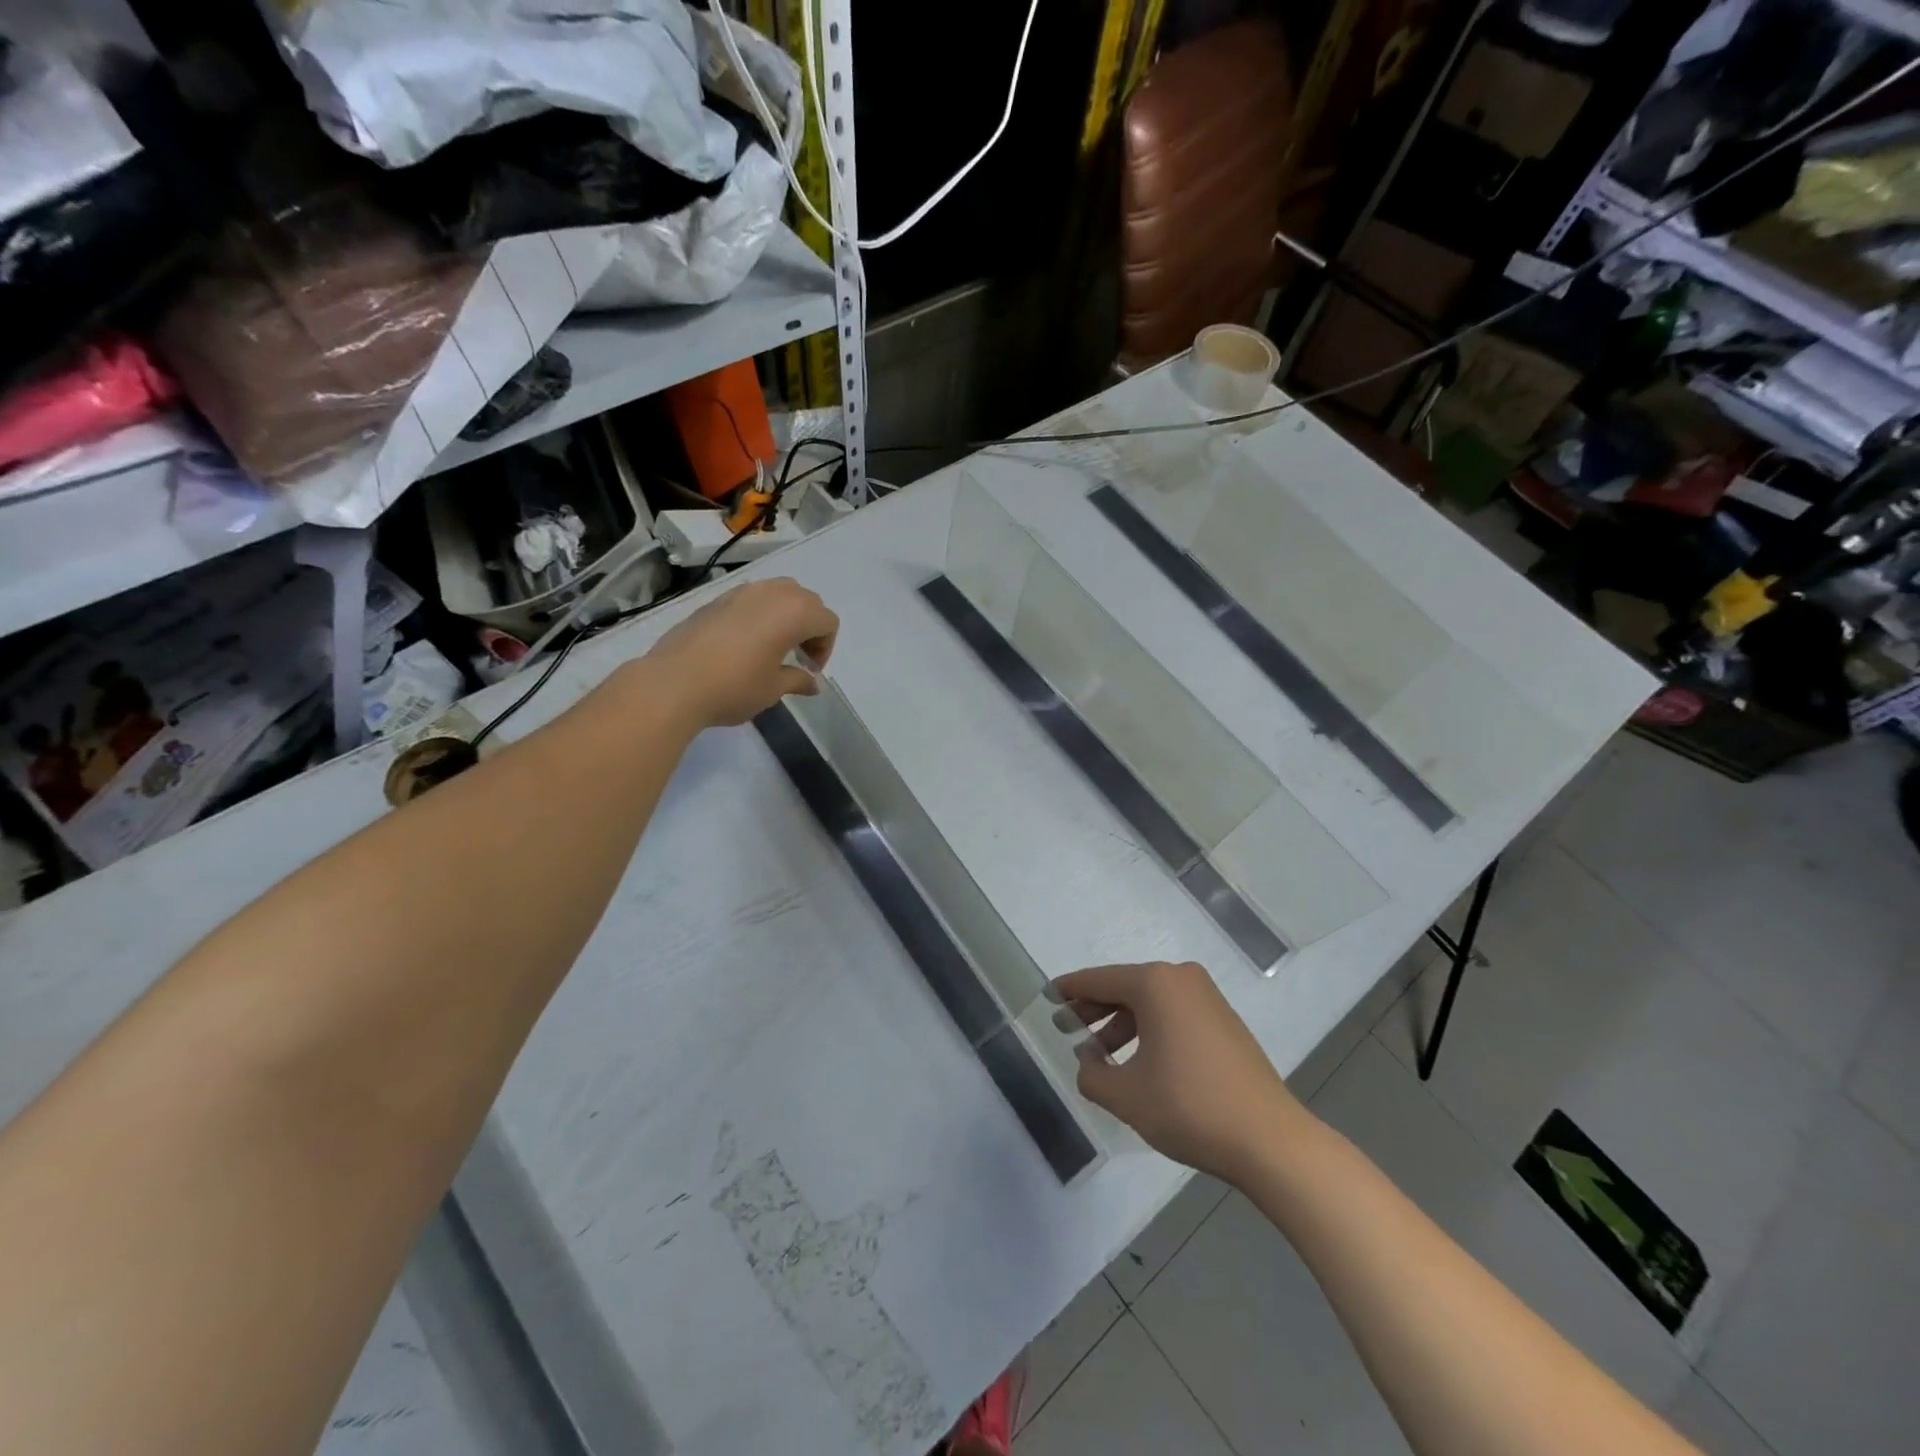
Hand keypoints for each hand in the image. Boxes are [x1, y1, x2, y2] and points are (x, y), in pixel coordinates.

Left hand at [645, 578, 838, 726]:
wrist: (674, 682)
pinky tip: (743, 644)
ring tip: (772, 646)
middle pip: (806, 600)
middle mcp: (771, 593)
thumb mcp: (774, 688)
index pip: (827, 621)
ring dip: (785, 615)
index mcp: (794, 612)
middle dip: (809, 627)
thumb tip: (812, 683)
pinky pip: (751, 598)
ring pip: (778, 593)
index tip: (809, 670)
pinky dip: (759, 614)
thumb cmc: (735, 686)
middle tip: (796, 657)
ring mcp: (741, 592)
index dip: (825, 648)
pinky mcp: (716, 599)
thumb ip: (798, 680)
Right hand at [1053, 961, 1305, 1183]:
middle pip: (1125, 987)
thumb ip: (1092, 1073)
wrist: (1269, 1140)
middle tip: (1065, 1026)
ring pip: (1150, 1002)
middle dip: (1094, 1008)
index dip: (1070, 989)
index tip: (1047, 996)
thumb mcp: (1125, 1095)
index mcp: (1155, 984)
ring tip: (1098, 1053)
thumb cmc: (1189, 1107)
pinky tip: (1137, 1060)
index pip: (1099, 980)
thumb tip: (1087, 1058)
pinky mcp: (1224, 1021)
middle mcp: (1181, 979)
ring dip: (1121, 1023)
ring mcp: (1207, 998)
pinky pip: (1173, 1013)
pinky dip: (1149, 1029)